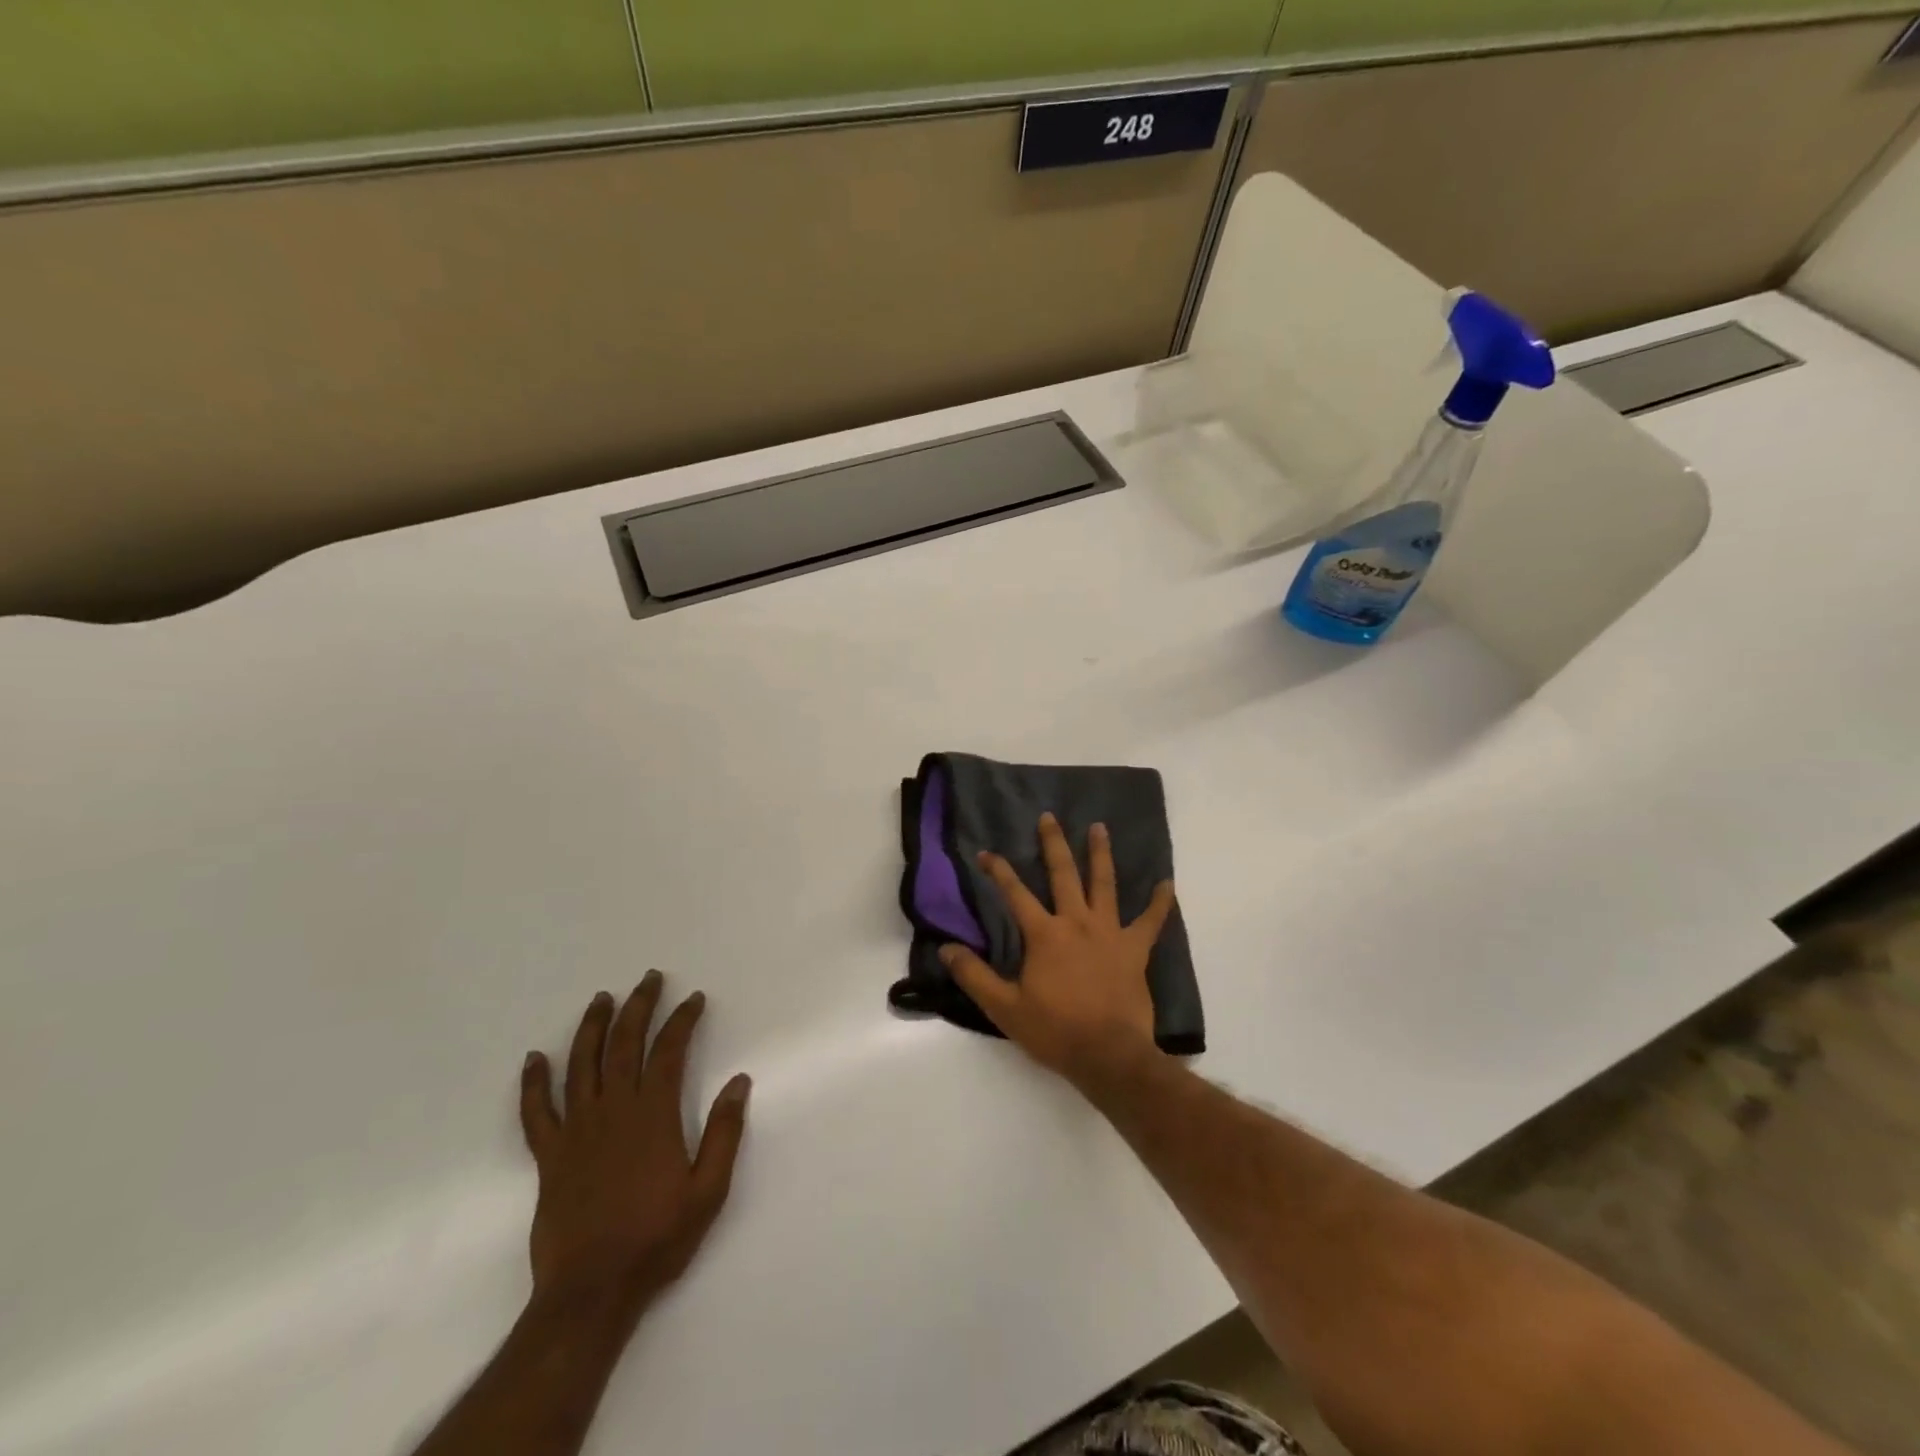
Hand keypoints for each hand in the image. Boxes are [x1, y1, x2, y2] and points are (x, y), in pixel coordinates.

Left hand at [519, 974, 750, 1320]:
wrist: (591, 1292)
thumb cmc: (657, 1239)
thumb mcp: (708, 1191)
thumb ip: (725, 1133)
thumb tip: (739, 1080)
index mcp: (654, 1116)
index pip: (669, 1052)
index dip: (682, 1020)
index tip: (694, 999)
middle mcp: (614, 1111)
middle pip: (625, 1044)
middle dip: (640, 1006)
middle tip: (650, 979)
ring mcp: (576, 1131)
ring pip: (582, 1065)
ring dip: (593, 1027)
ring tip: (601, 998)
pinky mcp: (549, 1155)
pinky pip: (536, 1111)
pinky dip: (533, 1083)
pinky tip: (534, 1058)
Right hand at [941, 812, 1175, 1090]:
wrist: (1108, 1056)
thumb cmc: (1054, 1031)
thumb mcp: (1004, 1007)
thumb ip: (974, 975)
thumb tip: (946, 948)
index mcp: (1045, 934)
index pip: (1015, 894)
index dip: (998, 871)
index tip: (986, 853)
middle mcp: (1077, 922)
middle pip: (1063, 874)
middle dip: (1053, 844)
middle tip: (1049, 817)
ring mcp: (1110, 933)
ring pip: (1105, 884)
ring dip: (1101, 854)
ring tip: (1099, 827)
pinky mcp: (1135, 950)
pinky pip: (1151, 922)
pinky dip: (1160, 903)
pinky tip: (1167, 884)